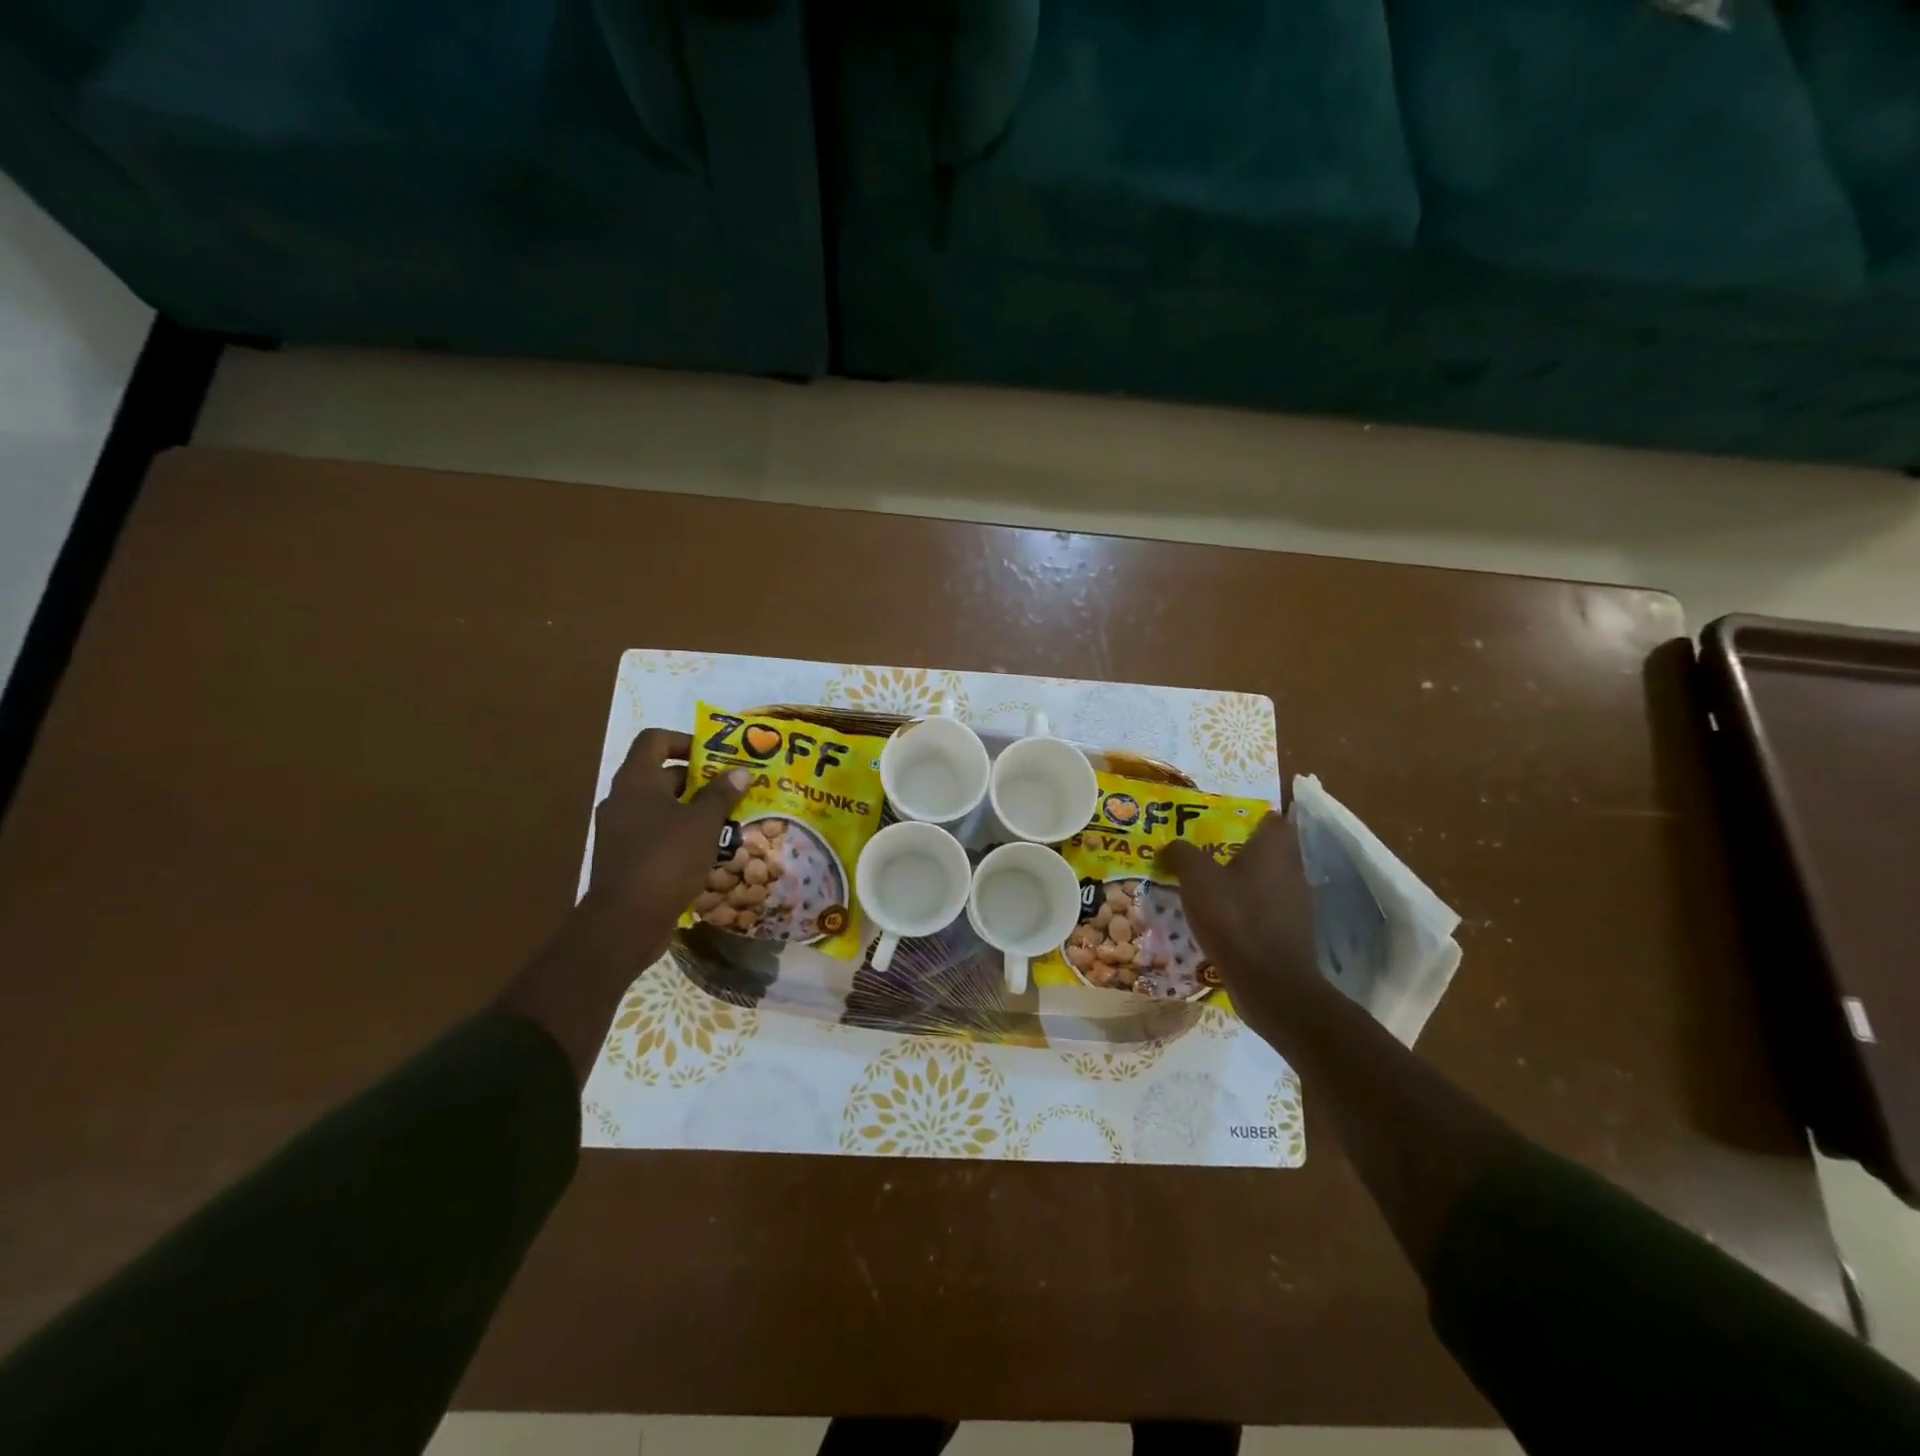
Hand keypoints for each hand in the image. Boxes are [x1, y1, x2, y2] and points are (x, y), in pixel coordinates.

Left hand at [582, 728, 747, 963]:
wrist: (626, 920)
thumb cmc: (667, 859)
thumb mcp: (704, 823)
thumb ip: (722, 794)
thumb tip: (740, 772)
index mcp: (636, 781)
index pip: (655, 740)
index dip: (685, 740)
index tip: (714, 756)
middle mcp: (622, 799)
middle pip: (660, 775)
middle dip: (698, 780)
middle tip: (731, 790)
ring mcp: (619, 830)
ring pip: (660, 808)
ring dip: (692, 810)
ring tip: (726, 821)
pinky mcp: (624, 858)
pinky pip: (655, 834)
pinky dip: (679, 835)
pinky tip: (707, 851)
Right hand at [1160, 811, 1323, 1036]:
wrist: (1269, 984)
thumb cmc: (1235, 919)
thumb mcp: (1197, 878)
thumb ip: (1182, 854)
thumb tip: (1170, 847)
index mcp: (1274, 850)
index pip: (1272, 819)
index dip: (1250, 816)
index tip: (1221, 819)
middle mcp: (1291, 871)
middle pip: (1268, 850)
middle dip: (1239, 849)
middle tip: (1204, 851)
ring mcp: (1294, 905)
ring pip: (1265, 881)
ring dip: (1241, 882)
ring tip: (1206, 886)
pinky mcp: (1289, 933)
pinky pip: (1264, 910)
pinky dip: (1245, 910)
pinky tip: (1219, 919)